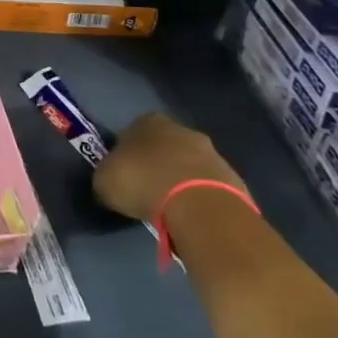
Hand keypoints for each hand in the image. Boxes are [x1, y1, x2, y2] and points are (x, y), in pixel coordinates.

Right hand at [92, 111, 245, 221]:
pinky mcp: (232, 178)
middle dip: (156, 164)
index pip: (131, 132)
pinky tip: (189, 215)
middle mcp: (180, 129)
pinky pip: (207, 186)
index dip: (125, 153)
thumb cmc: (143, 183)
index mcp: (147, 121)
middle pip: (163, 146)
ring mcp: (211, 152)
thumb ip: (107, 174)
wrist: (199, 206)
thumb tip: (111, 180)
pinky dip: (198, 197)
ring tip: (169, 207)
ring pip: (188, 165)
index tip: (123, 173)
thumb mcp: (105, 180)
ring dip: (179, 180)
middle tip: (146, 190)